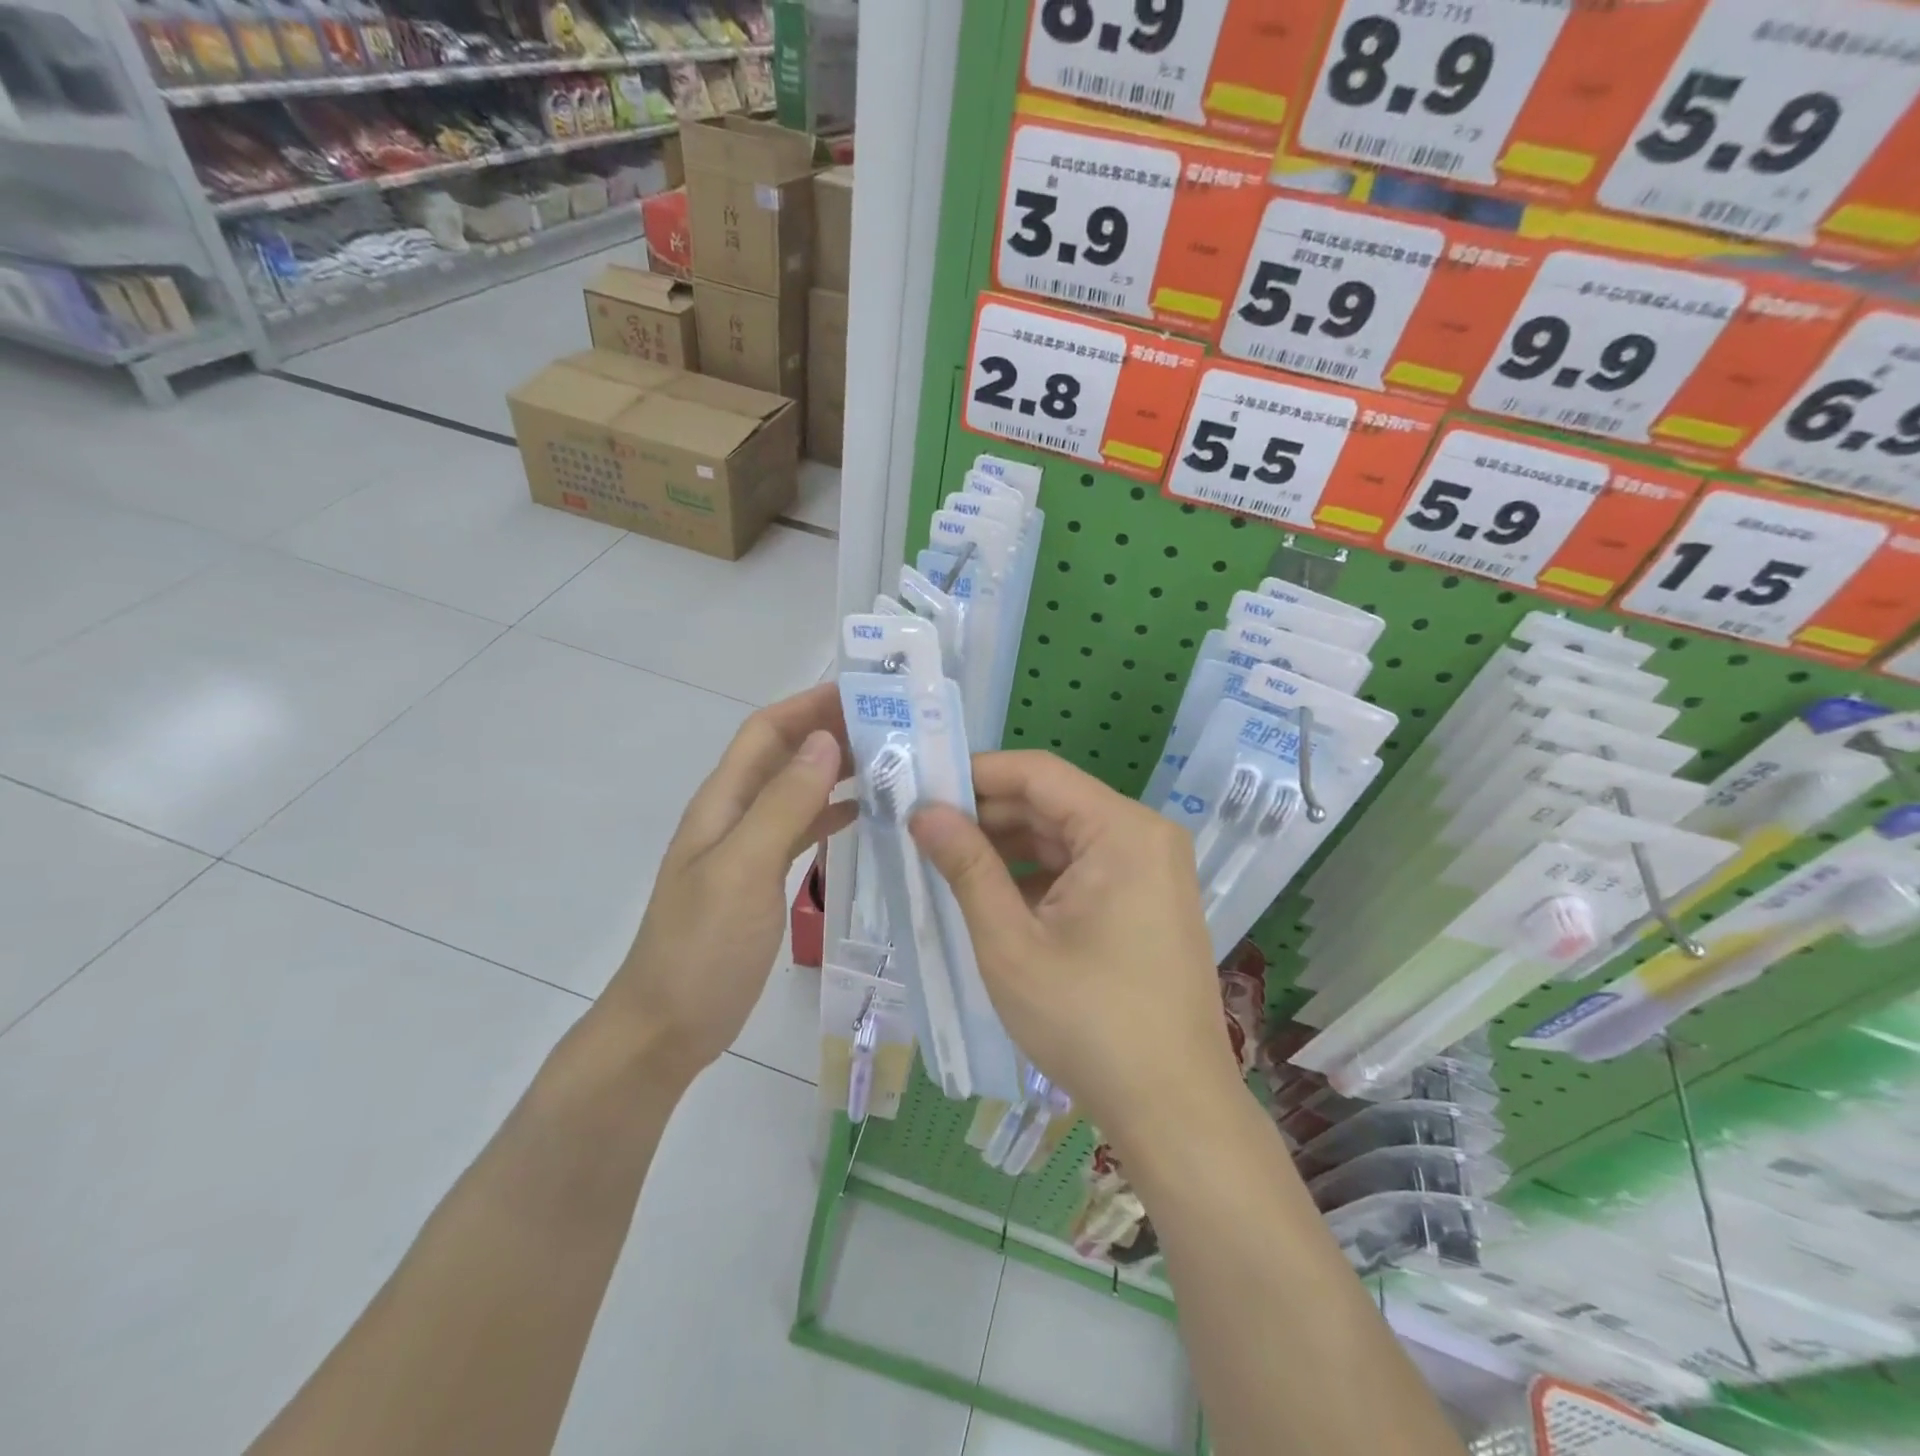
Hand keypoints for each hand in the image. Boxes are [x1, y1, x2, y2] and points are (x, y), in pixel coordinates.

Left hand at [601, 684, 854, 1084]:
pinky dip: (832, 813)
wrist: (668, 1025)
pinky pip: (802, 829)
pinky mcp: (763, 878)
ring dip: (836, 770)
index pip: (767, 731)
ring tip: (891, 763)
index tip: (864, 693)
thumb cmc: (702, 947)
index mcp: (723, 802)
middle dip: (830, 731)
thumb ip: (783, 805)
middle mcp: (735, 814)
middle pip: (785, 755)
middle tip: (893, 726)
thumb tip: (826, 742)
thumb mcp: (743, 869)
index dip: (809, 705)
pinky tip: (865, 814)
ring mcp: (749, 847)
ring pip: (797, 790)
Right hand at [909, 751, 1239, 1145]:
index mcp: (1122, 831)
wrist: (1173, 1109)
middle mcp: (1144, 836)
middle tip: (923, 831)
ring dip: (1008, 847)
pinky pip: (1083, 868)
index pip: (1038, 773)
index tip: (922, 787)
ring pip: (1065, 837)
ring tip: (946, 863)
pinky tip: (993, 897)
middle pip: (1052, 803)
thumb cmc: (1088, 1022)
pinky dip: (1038, 876)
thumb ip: (967, 867)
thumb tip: (924, 812)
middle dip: (987, 815)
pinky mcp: (1147, 900)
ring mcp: (1151, 869)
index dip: (976, 774)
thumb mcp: (1011, 943)